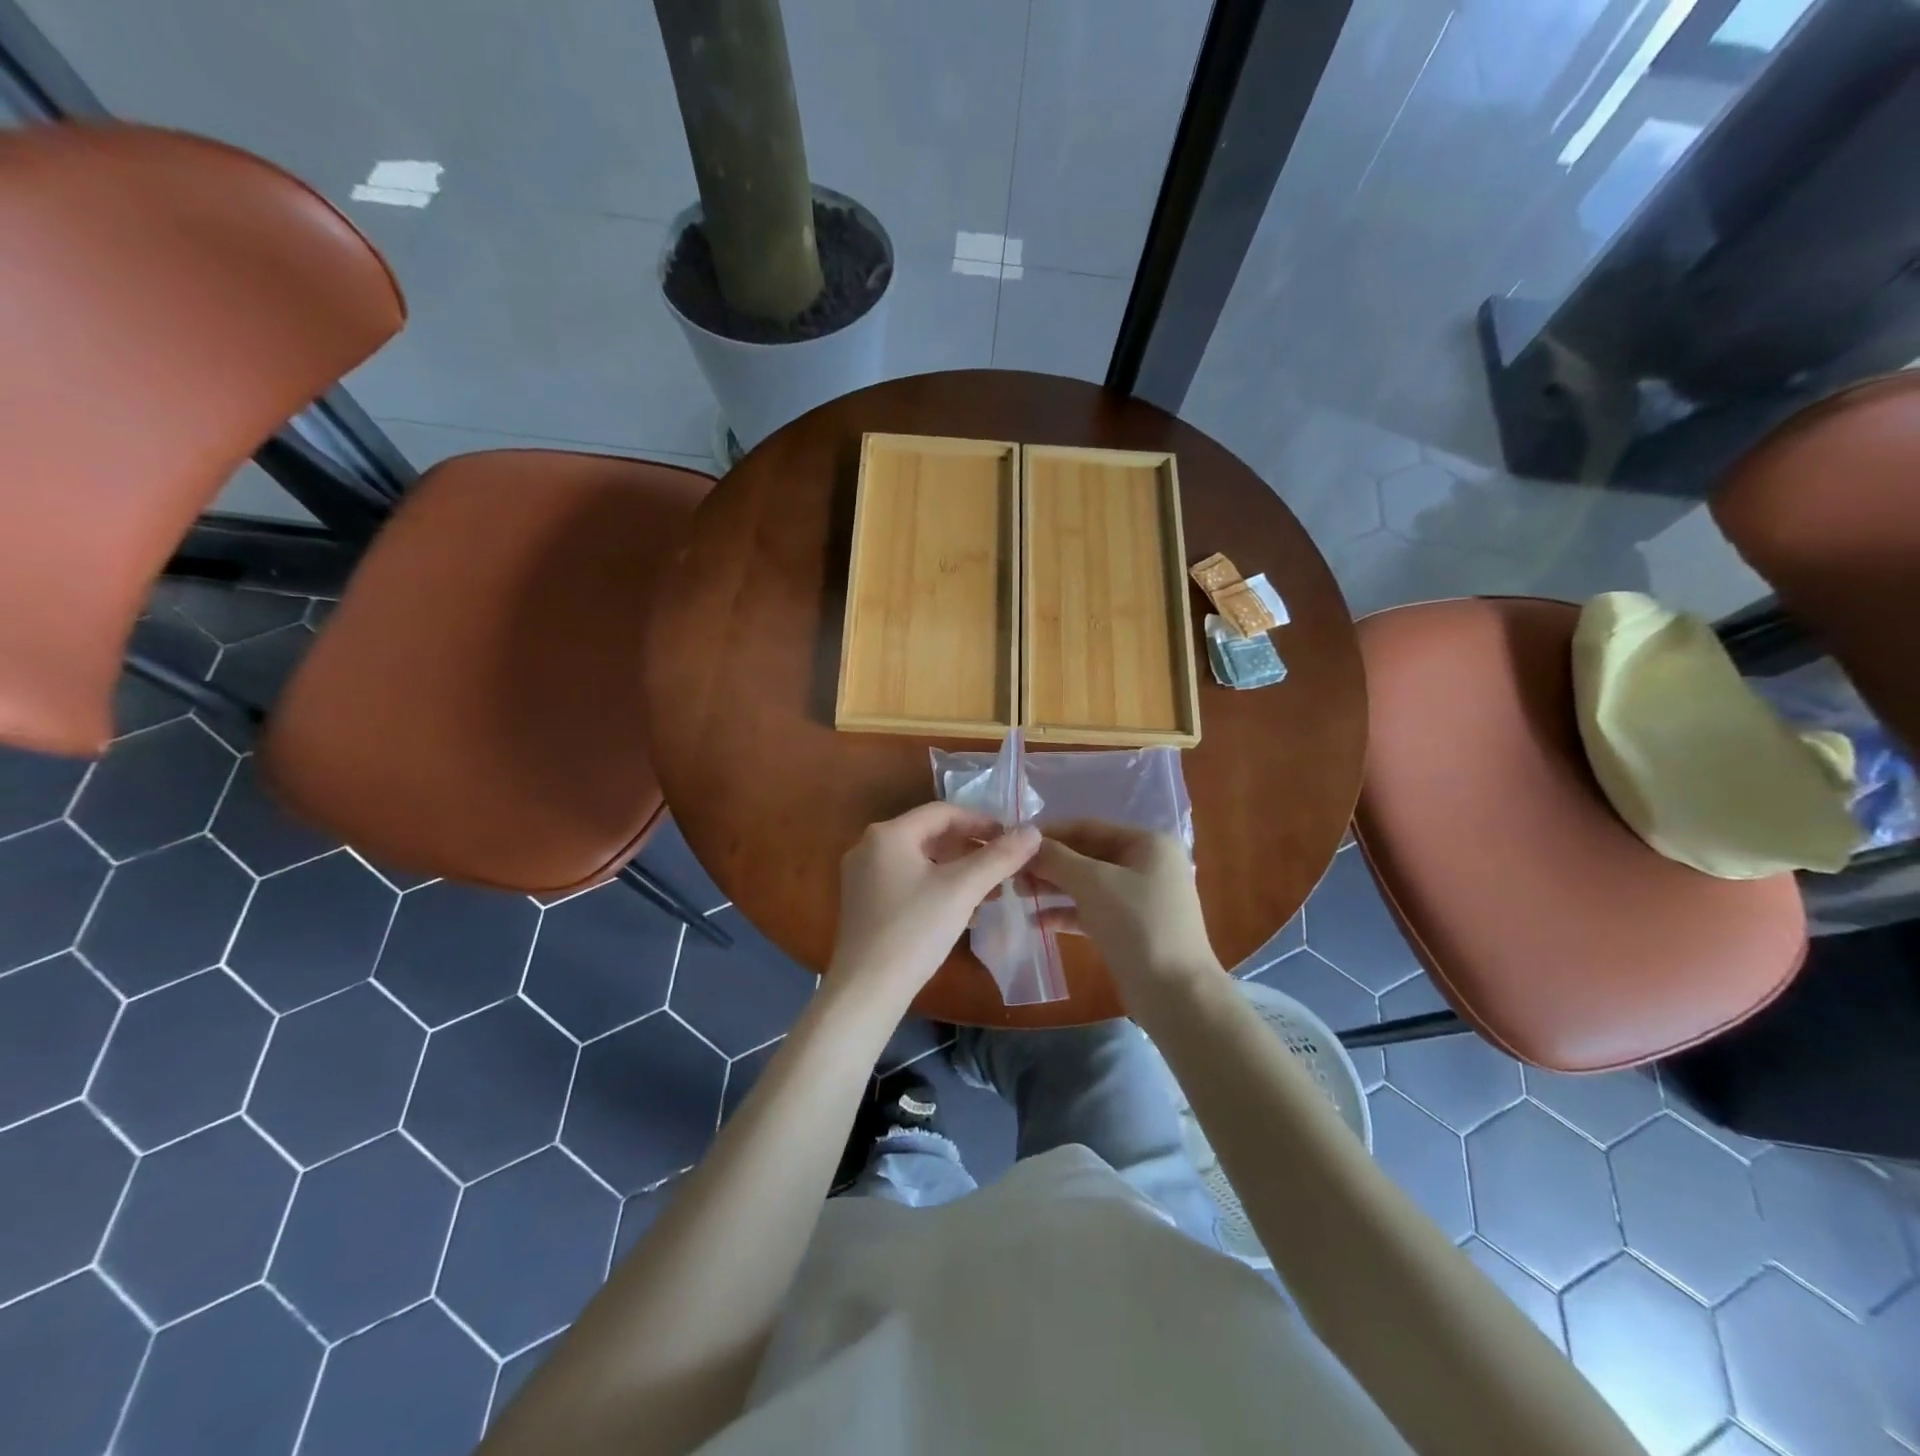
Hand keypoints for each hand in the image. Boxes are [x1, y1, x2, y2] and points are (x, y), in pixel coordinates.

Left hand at [828, 802, 1040, 1006]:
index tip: (1011, 838)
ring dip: (958, 872)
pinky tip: (965, 912)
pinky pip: (908, 882)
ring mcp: (863, 877)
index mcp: (888, 834)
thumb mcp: (962, 889)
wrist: (866, 990)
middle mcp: (869, 847)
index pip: (943, 813)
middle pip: (931, 836)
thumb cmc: (915, 930)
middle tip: (1004, 866)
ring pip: (921, 862)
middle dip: (971, 850)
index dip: (981, 821)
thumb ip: (999, 857)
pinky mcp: (865, 904)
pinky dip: (938, 889)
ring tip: (992, 891)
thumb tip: (1033, 832)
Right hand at [1031, 821, 1221, 1005]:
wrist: (1177, 995)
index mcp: (1147, 843)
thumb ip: (1057, 858)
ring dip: (1053, 887)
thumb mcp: (1093, 883)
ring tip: (1017, 893)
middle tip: (1011, 872)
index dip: (1050, 832)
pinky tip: (1037, 921)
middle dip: (1049, 863)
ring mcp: (1139, 898)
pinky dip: (1066, 912)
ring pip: (1087, 884)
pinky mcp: (1130, 928)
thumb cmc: (1138, 925)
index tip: (1013, 840)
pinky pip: (1092, 910)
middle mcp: (1146, 865)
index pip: (1089, 827)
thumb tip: (1026, 843)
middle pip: (1087, 855)